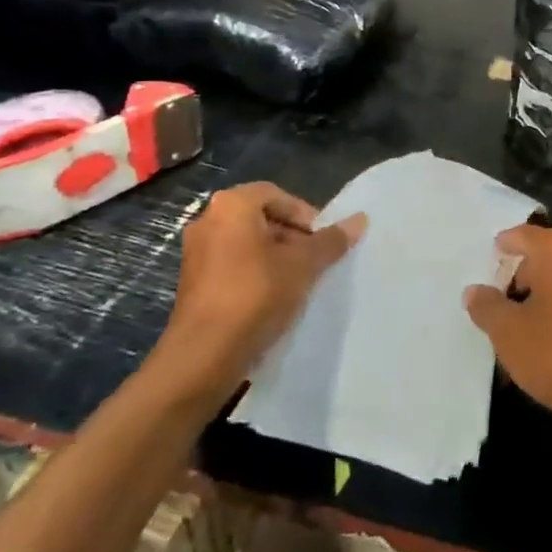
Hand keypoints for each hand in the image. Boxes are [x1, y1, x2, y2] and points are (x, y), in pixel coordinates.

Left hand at [153, 183, 364, 397]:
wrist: (203, 356)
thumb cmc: (255, 295)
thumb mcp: (303, 266)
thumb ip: (331, 241)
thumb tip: (360, 219)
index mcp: (231, 206)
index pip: (277, 195)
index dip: (305, 215)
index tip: (322, 240)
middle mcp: (207, 220)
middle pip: (261, 217)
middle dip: (292, 236)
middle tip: (314, 260)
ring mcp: (195, 252)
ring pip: (246, 243)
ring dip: (275, 256)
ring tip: (299, 281)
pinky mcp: (191, 282)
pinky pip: (231, 265)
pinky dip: (254, 273)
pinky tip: (274, 298)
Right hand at [464, 224, 551, 438]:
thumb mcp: (510, 334)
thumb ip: (487, 308)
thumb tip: (474, 290)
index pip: (518, 236)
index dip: (499, 251)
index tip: (486, 268)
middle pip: (542, 255)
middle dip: (520, 277)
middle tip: (498, 306)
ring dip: (543, 297)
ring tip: (522, 328)